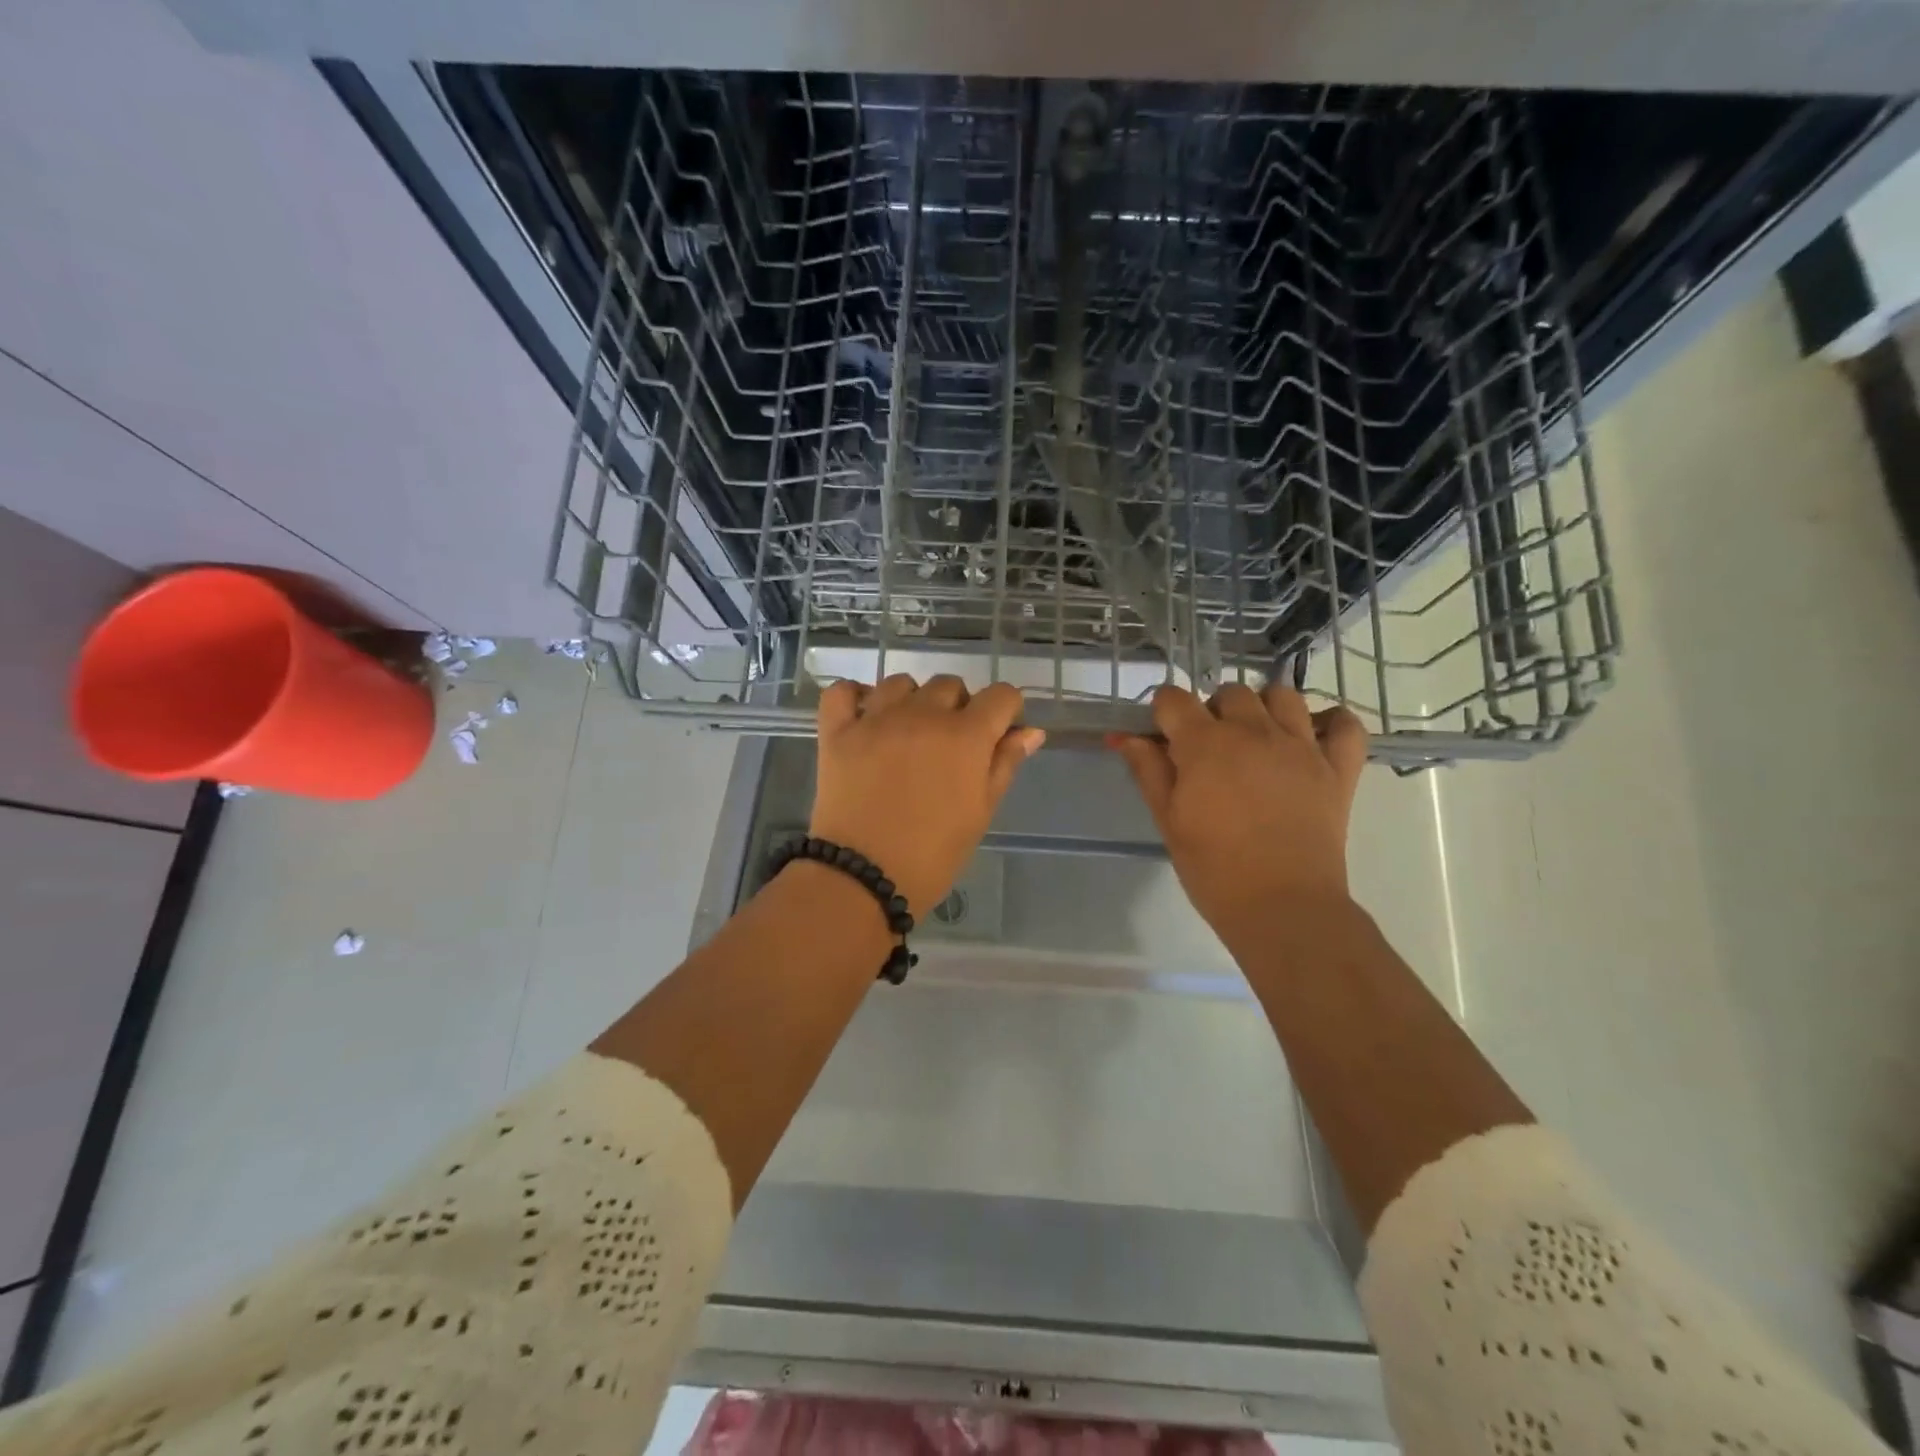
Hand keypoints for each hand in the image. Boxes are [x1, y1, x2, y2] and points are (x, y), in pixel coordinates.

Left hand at [810, 675, 1045, 917]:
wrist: (863, 877)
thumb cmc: (933, 854)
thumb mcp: (980, 812)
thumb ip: (1005, 765)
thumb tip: (1030, 731)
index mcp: (965, 735)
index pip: (1001, 696)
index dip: (1005, 711)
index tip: (997, 734)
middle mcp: (922, 714)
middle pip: (950, 685)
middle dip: (958, 707)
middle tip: (949, 745)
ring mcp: (876, 718)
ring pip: (901, 683)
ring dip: (912, 700)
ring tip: (907, 733)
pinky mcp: (837, 730)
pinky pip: (844, 691)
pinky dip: (855, 696)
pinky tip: (864, 716)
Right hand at [1110, 682, 1367, 943]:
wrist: (1283, 908)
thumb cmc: (1213, 869)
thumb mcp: (1168, 821)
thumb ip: (1148, 771)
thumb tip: (1123, 736)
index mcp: (1205, 744)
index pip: (1175, 699)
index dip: (1163, 712)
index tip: (1162, 736)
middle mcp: (1254, 731)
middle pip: (1230, 693)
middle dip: (1212, 711)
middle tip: (1208, 750)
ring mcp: (1302, 746)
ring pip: (1283, 696)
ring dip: (1264, 709)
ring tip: (1256, 740)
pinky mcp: (1338, 768)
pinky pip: (1345, 724)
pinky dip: (1330, 723)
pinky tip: (1312, 739)